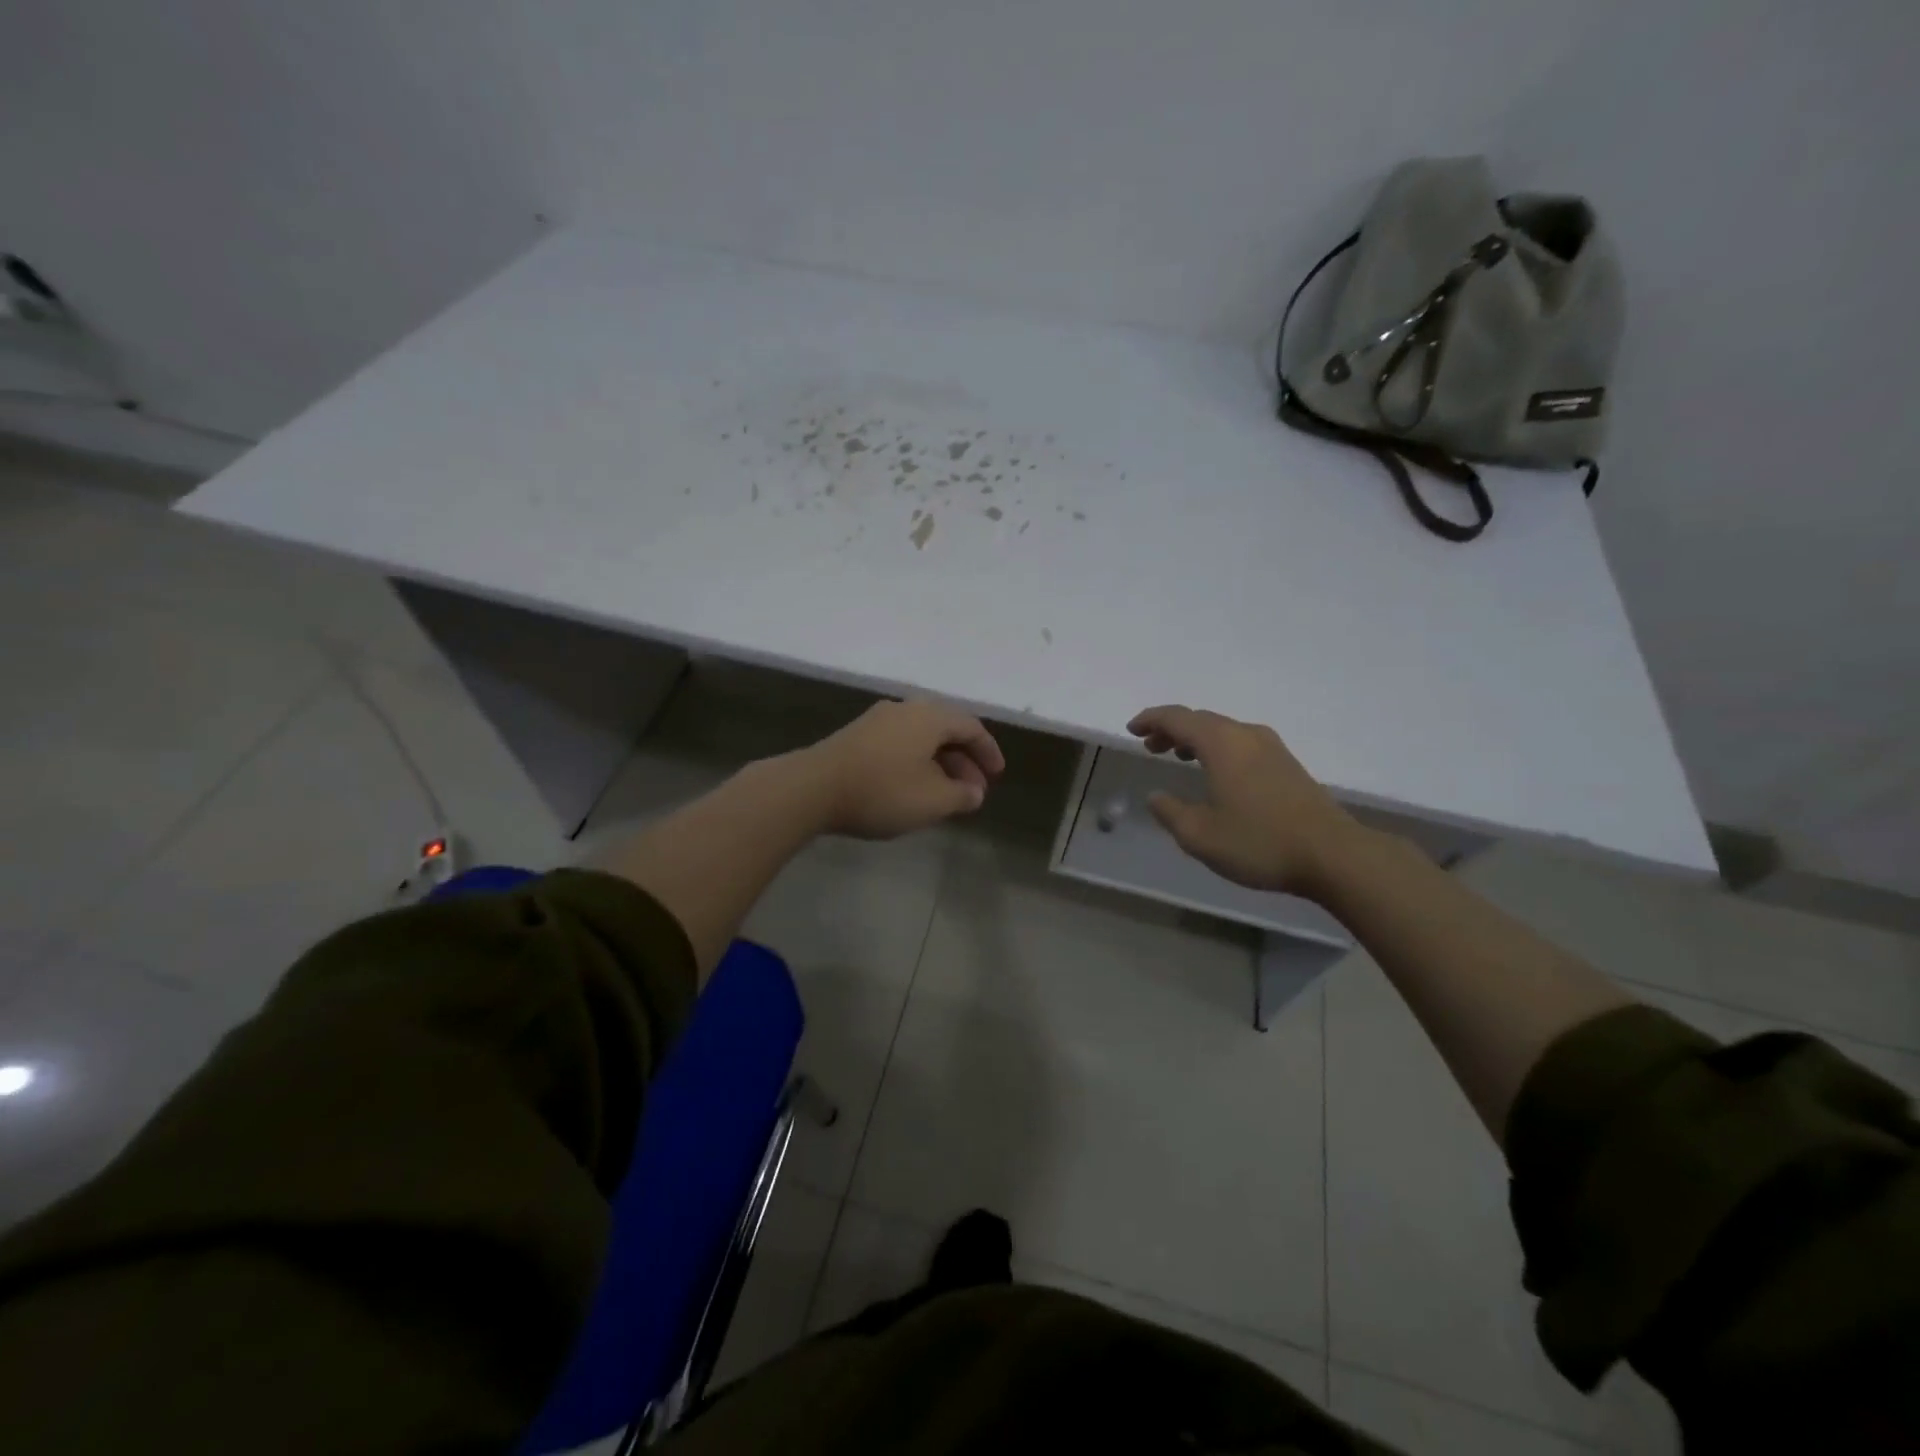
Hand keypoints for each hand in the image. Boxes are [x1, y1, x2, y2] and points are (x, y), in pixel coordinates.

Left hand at [795, 700, 1005, 839]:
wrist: (812, 788)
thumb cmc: (882, 791)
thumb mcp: (933, 801)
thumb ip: (962, 795)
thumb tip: (974, 791)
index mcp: (930, 717)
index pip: (971, 727)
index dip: (988, 752)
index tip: (996, 776)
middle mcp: (906, 709)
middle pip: (945, 729)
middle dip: (964, 760)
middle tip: (972, 791)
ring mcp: (877, 720)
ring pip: (921, 737)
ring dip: (939, 763)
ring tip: (944, 794)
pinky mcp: (856, 735)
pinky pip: (899, 743)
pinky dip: (915, 762)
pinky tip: (911, 787)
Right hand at [1127, 705, 1364, 899]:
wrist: (1333, 855)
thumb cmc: (1259, 842)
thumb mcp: (1200, 835)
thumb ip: (1170, 812)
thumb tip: (1156, 795)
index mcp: (1221, 744)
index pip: (1177, 718)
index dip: (1151, 719)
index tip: (1132, 729)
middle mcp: (1246, 735)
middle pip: (1201, 719)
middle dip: (1171, 728)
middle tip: (1150, 746)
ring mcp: (1272, 747)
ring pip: (1223, 729)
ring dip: (1196, 737)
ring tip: (1178, 755)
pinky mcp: (1288, 764)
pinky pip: (1241, 742)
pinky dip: (1218, 747)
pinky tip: (1217, 772)